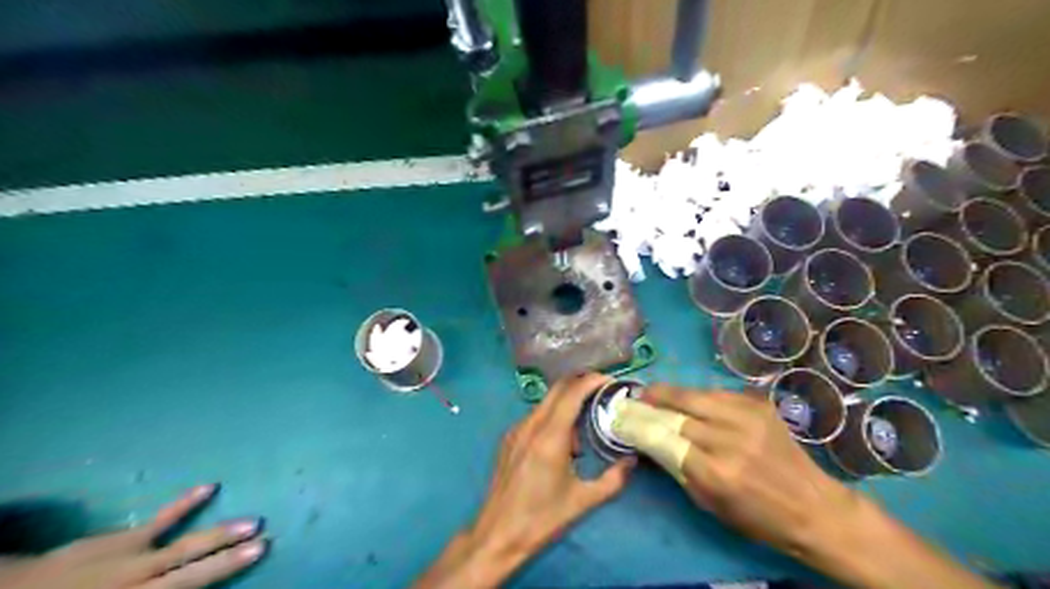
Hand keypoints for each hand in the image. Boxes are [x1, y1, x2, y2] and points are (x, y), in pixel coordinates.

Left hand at [0, 482, 266, 588]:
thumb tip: (186, 585)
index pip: (190, 586)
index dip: (225, 571)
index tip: (259, 553)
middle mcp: (142, 582)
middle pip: (194, 569)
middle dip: (229, 556)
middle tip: (265, 539)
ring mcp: (135, 558)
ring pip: (185, 546)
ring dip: (219, 534)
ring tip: (252, 521)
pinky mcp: (125, 539)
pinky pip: (160, 520)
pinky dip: (185, 503)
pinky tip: (209, 486)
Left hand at [415, 375, 635, 586]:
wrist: (497, 535)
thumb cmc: (541, 520)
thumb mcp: (583, 502)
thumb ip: (613, 480)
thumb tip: (632, 460)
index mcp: (549, 437)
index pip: (572, 393)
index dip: (592, 381)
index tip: (611, 382)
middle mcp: (530, 426)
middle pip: (558, 389)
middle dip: (581, 383)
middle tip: (603, 391)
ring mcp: (516, 430)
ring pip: (546, 402)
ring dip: (568, 402)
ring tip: (587, 423)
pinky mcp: (509, 439)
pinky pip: (536, 416)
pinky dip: (554, 416)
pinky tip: (564, 441)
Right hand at [640, 386, 999, 588]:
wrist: (815, 508)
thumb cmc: (758, 518)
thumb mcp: (710, 504)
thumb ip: (677, 469)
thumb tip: (650, 442)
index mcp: (716, 472)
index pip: (665, 438)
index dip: (642, 425)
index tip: (625, 419)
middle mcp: (731, 439)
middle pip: (679, 409)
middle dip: (653, 401)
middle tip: (637, 398)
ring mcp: (748, 417)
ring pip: (697, 394)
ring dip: (672, 392)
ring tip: (656, 392)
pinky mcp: (760, 405)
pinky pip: (719, 392)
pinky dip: (699, 395)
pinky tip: (690, 398)